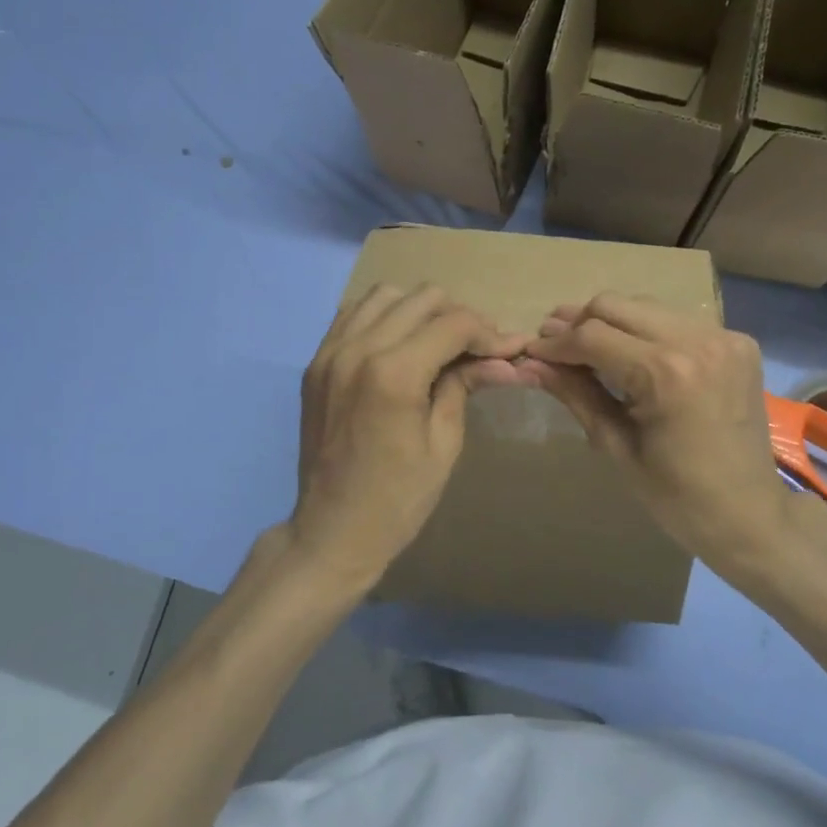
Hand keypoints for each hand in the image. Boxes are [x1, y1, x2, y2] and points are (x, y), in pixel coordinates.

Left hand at [290, 283, 528, 593]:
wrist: (332, 531)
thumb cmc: (398, 499)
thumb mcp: (444, 444)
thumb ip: (466, 386)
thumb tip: (508, 359)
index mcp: (393, 374)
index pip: (454, 324)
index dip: (489, 333)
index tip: (510, 349)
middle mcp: (358, 349)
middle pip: (422, 299)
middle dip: (459, 318)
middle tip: (478, 349)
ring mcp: (330, 352)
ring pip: (385, 295)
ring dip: (419, 310)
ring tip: (438, 342)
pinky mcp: (316, 362)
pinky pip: (353, 314)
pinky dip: (383, 317)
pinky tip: (400, 344)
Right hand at [521, 294, 815, 580]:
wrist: (752, 515)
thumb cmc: (677, 497)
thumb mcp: (616, 446)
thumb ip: (575, 394)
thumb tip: (530, 363)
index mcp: (666, 374)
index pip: (592, 336)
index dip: (555, 343)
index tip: (531, 352)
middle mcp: (696, 340)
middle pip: (615, 305)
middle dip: (579, 323)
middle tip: (554, 345)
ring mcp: (722, 336)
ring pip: (645, 306)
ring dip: (611, 322)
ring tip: (587, 347)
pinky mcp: (737, 341)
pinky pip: (676, 320)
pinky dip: (647, 331)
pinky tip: (633, 354)